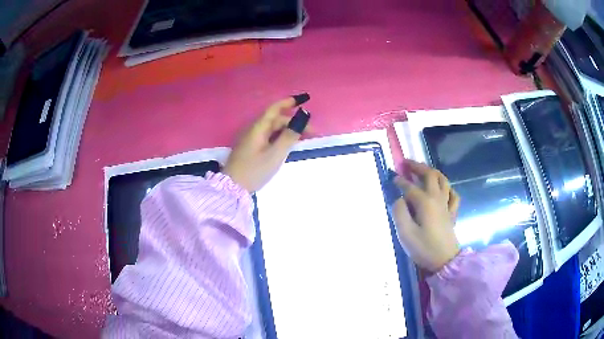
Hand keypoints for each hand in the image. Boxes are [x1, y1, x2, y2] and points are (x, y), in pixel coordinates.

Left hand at [224, 96, 309, 192]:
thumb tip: (303, 116)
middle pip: (276, 120)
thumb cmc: (255, 170)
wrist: (233, 188)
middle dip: (294, 123)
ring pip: (272, 129)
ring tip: (303, 138)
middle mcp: (253, 129)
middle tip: (312, 133)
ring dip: (288, 130)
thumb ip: (290, 135)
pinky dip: (280, 137)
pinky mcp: (250, 148)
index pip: (275, 108)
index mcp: (258, 127)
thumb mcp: (276, 154)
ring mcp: (250, 138)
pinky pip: (268, 137)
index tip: (305, 99)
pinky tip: (287, 144)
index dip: (289, 102)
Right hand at [390, 160, 460, 271]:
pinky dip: (448, 188)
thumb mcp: (405, 233)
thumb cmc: (424, 248)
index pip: (410, 187)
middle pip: (430, 175)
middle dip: (418, 167)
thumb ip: (399, 213)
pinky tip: (443, 190)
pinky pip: (453, 194)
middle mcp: (437, 199)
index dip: (400, 181)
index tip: (392, 177)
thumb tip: (398, 199)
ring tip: (424, 171)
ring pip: (443, 181)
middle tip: (407, 163)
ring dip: (433, 172)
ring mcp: (447, 205)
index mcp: (425, 202)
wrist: (445, 261)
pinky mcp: (452, 213)